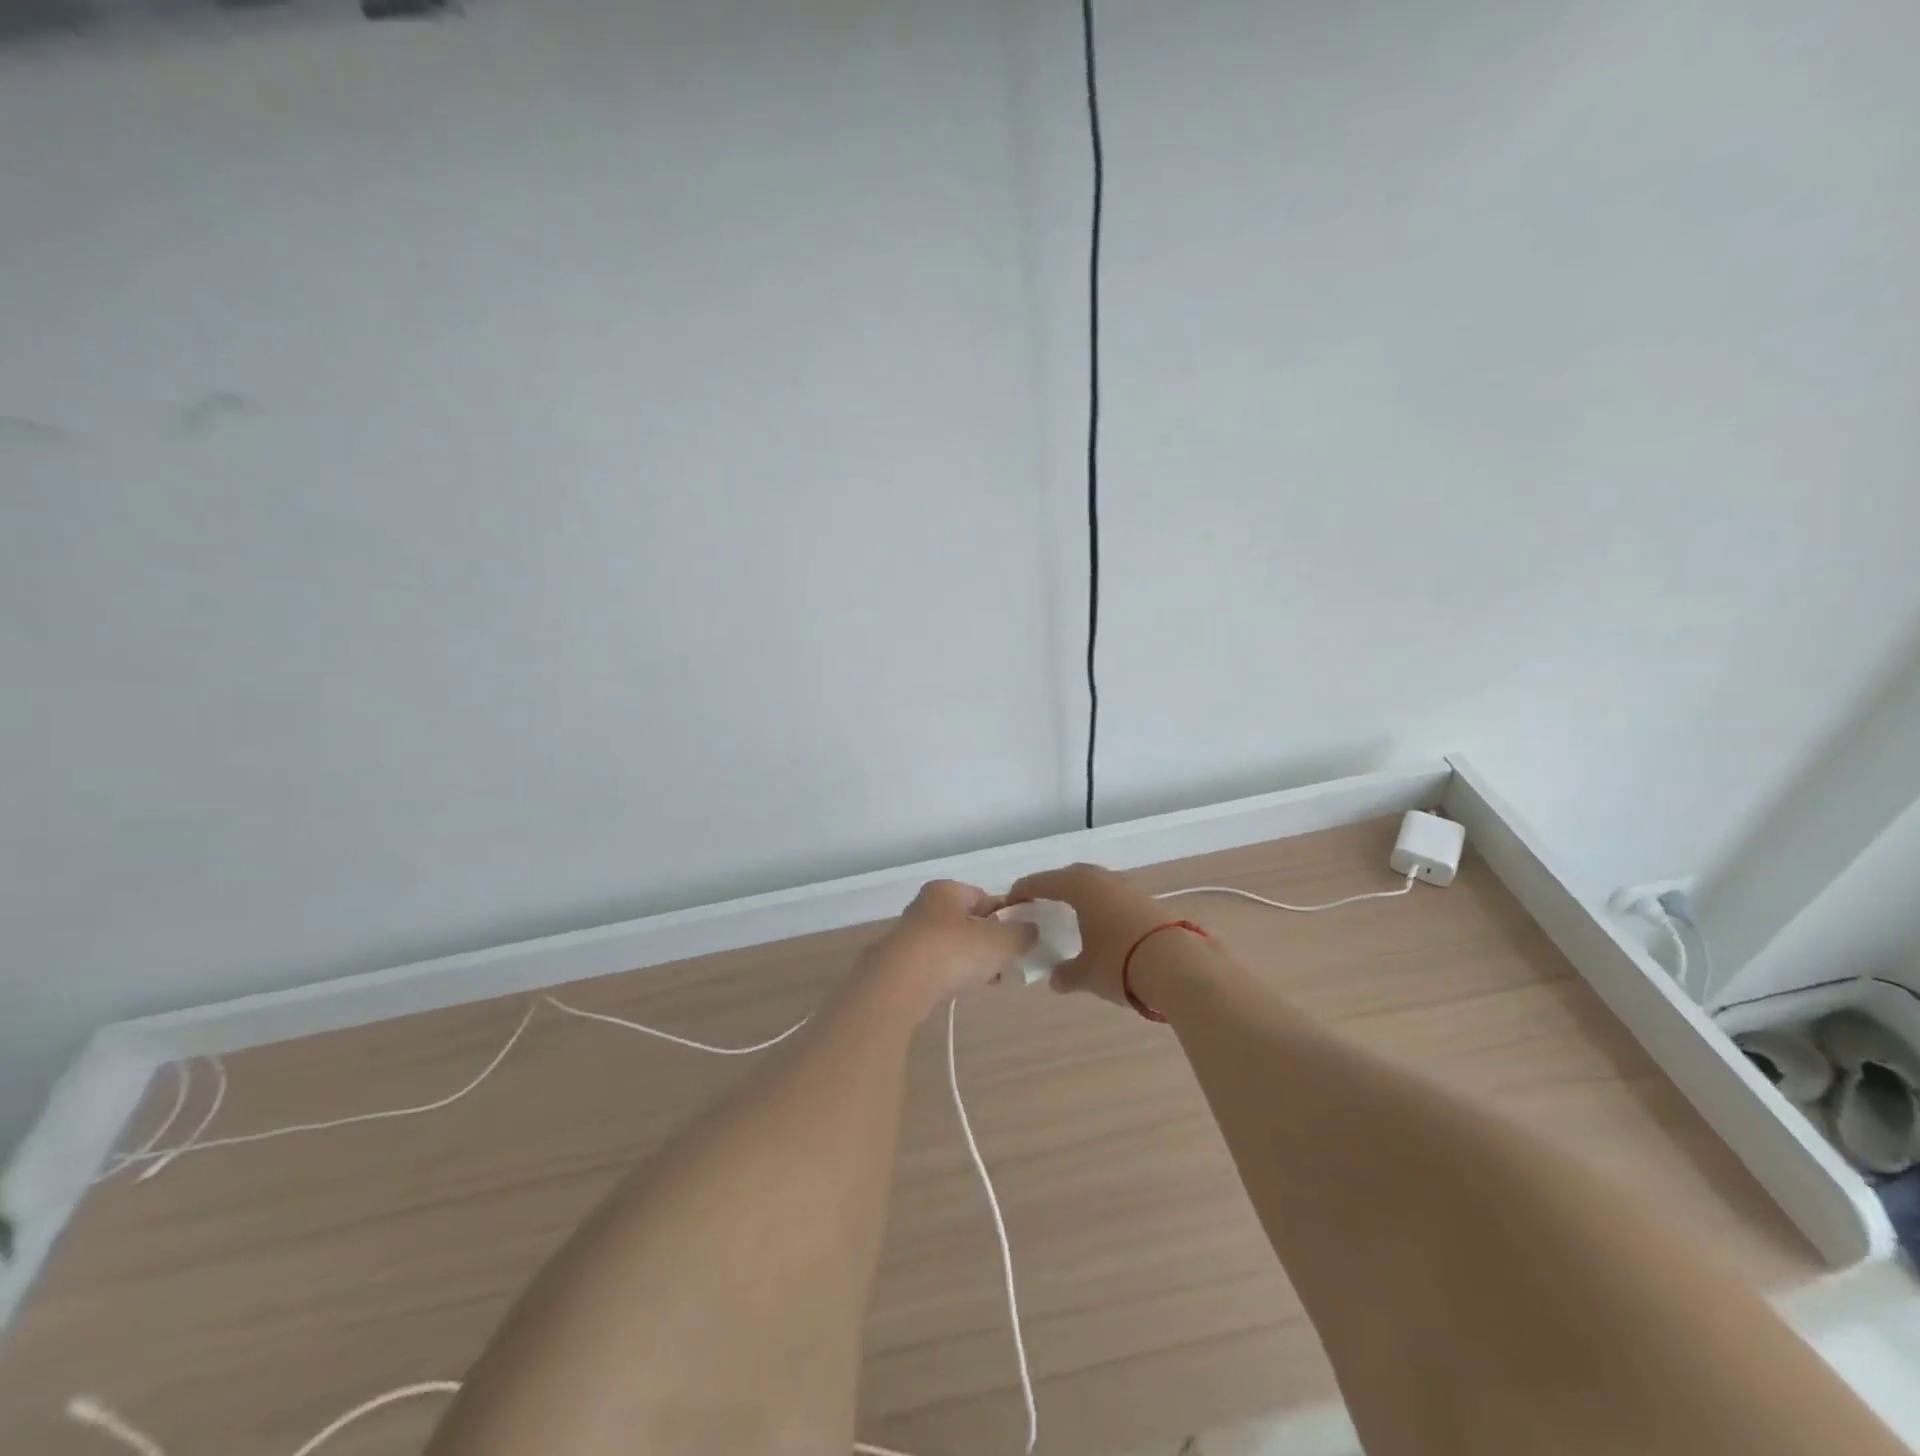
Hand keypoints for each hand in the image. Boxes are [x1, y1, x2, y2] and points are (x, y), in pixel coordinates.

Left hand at [861, 880, 1037, 1021]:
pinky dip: (953, 975)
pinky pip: (938, 966)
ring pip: (953, 945)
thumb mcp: (1000, 940)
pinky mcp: (902, 965)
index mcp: (946, 890)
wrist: (899, 985)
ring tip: (992, 979)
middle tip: (1010, 960)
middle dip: (990, 940)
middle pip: (968, 922)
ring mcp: (911, 936)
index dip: (1008, 915)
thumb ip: (1021, 933)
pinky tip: (964, 989)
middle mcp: (926, 906)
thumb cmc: (952, 951)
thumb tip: (1031, 930)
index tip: (1023, 937)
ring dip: (972, 960)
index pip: (985, 897)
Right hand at [1007, 862, 1175, 1007]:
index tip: (1012, 900)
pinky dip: (1104, 907)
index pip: (1043, 882)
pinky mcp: (1150, 902)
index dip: (1024, 890)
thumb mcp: (1087, 974)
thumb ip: (1067, 974)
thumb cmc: (1121, 963)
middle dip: (1055, 887)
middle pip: (1072, 876)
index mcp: (1080, 887)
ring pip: (1098, 885)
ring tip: (1074, 916)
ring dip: (1083, 896)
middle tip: (1043, 904)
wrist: (1179, 965)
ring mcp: (1129, 888)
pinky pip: (1116, 898)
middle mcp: (1103, 880)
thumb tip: (1056, 979)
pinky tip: (1104, 927)